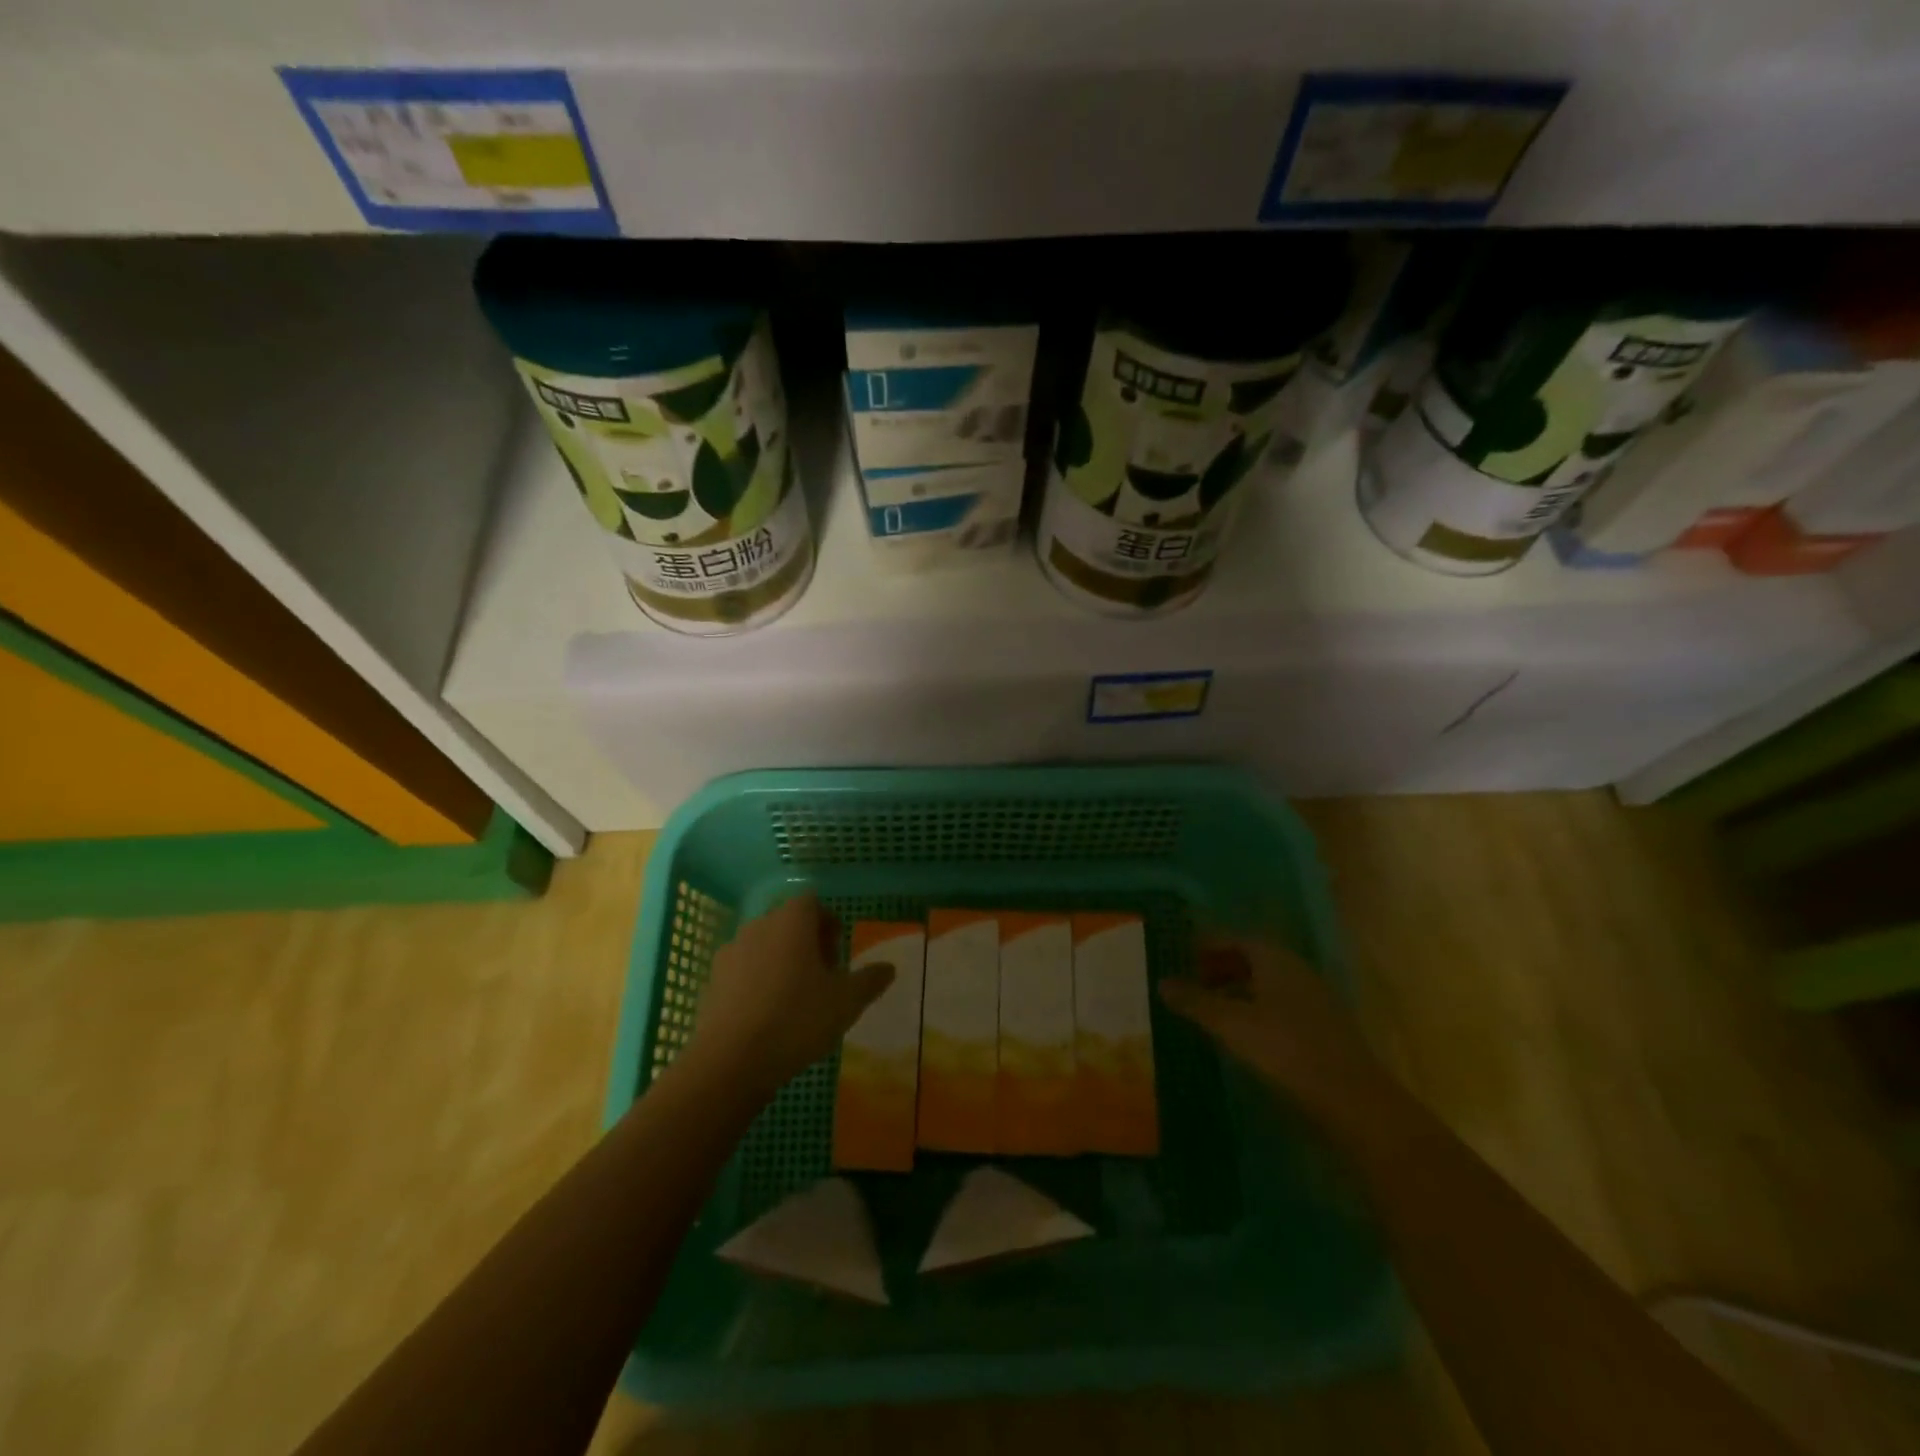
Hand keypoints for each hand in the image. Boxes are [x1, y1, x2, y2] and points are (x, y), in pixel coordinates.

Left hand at [683, 893, 894, 1104]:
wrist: (730, 1061)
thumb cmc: (797, 1019)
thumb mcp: (847, 1002)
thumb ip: (870, 980)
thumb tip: (888, 968)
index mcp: (791, 921)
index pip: (812, 903)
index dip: (828, 924)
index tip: (838, 955)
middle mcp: (758, 926)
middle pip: (787, 923)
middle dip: (807, 944)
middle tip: (824, 979)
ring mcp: (730, 953)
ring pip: (764, 947)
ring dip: (781, 963)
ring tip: (796, 1000)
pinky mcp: (712, 982)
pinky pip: (743, 972)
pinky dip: (757, 984)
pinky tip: (768, 1017)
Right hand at [1158, 934, 1381, 1114]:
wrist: (1353, 1103)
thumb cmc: (1285, 1050)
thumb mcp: (1231, 1024)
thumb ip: (1195, 1001)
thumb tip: (1162, 982)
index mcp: (1276, 959)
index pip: (1237, 938)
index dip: (1208, 944)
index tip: (1181, 954)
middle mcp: (1297, 971)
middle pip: (1253, 958)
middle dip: (1221, 966)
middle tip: (1191, 981)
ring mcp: (1314, 1000)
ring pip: (1267, 984)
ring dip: (1237, 989)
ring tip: (1210, 1009)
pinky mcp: (1323, 1029)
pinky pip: (1280, 1006)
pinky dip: (1255, 1010)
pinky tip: (1242, 1034)